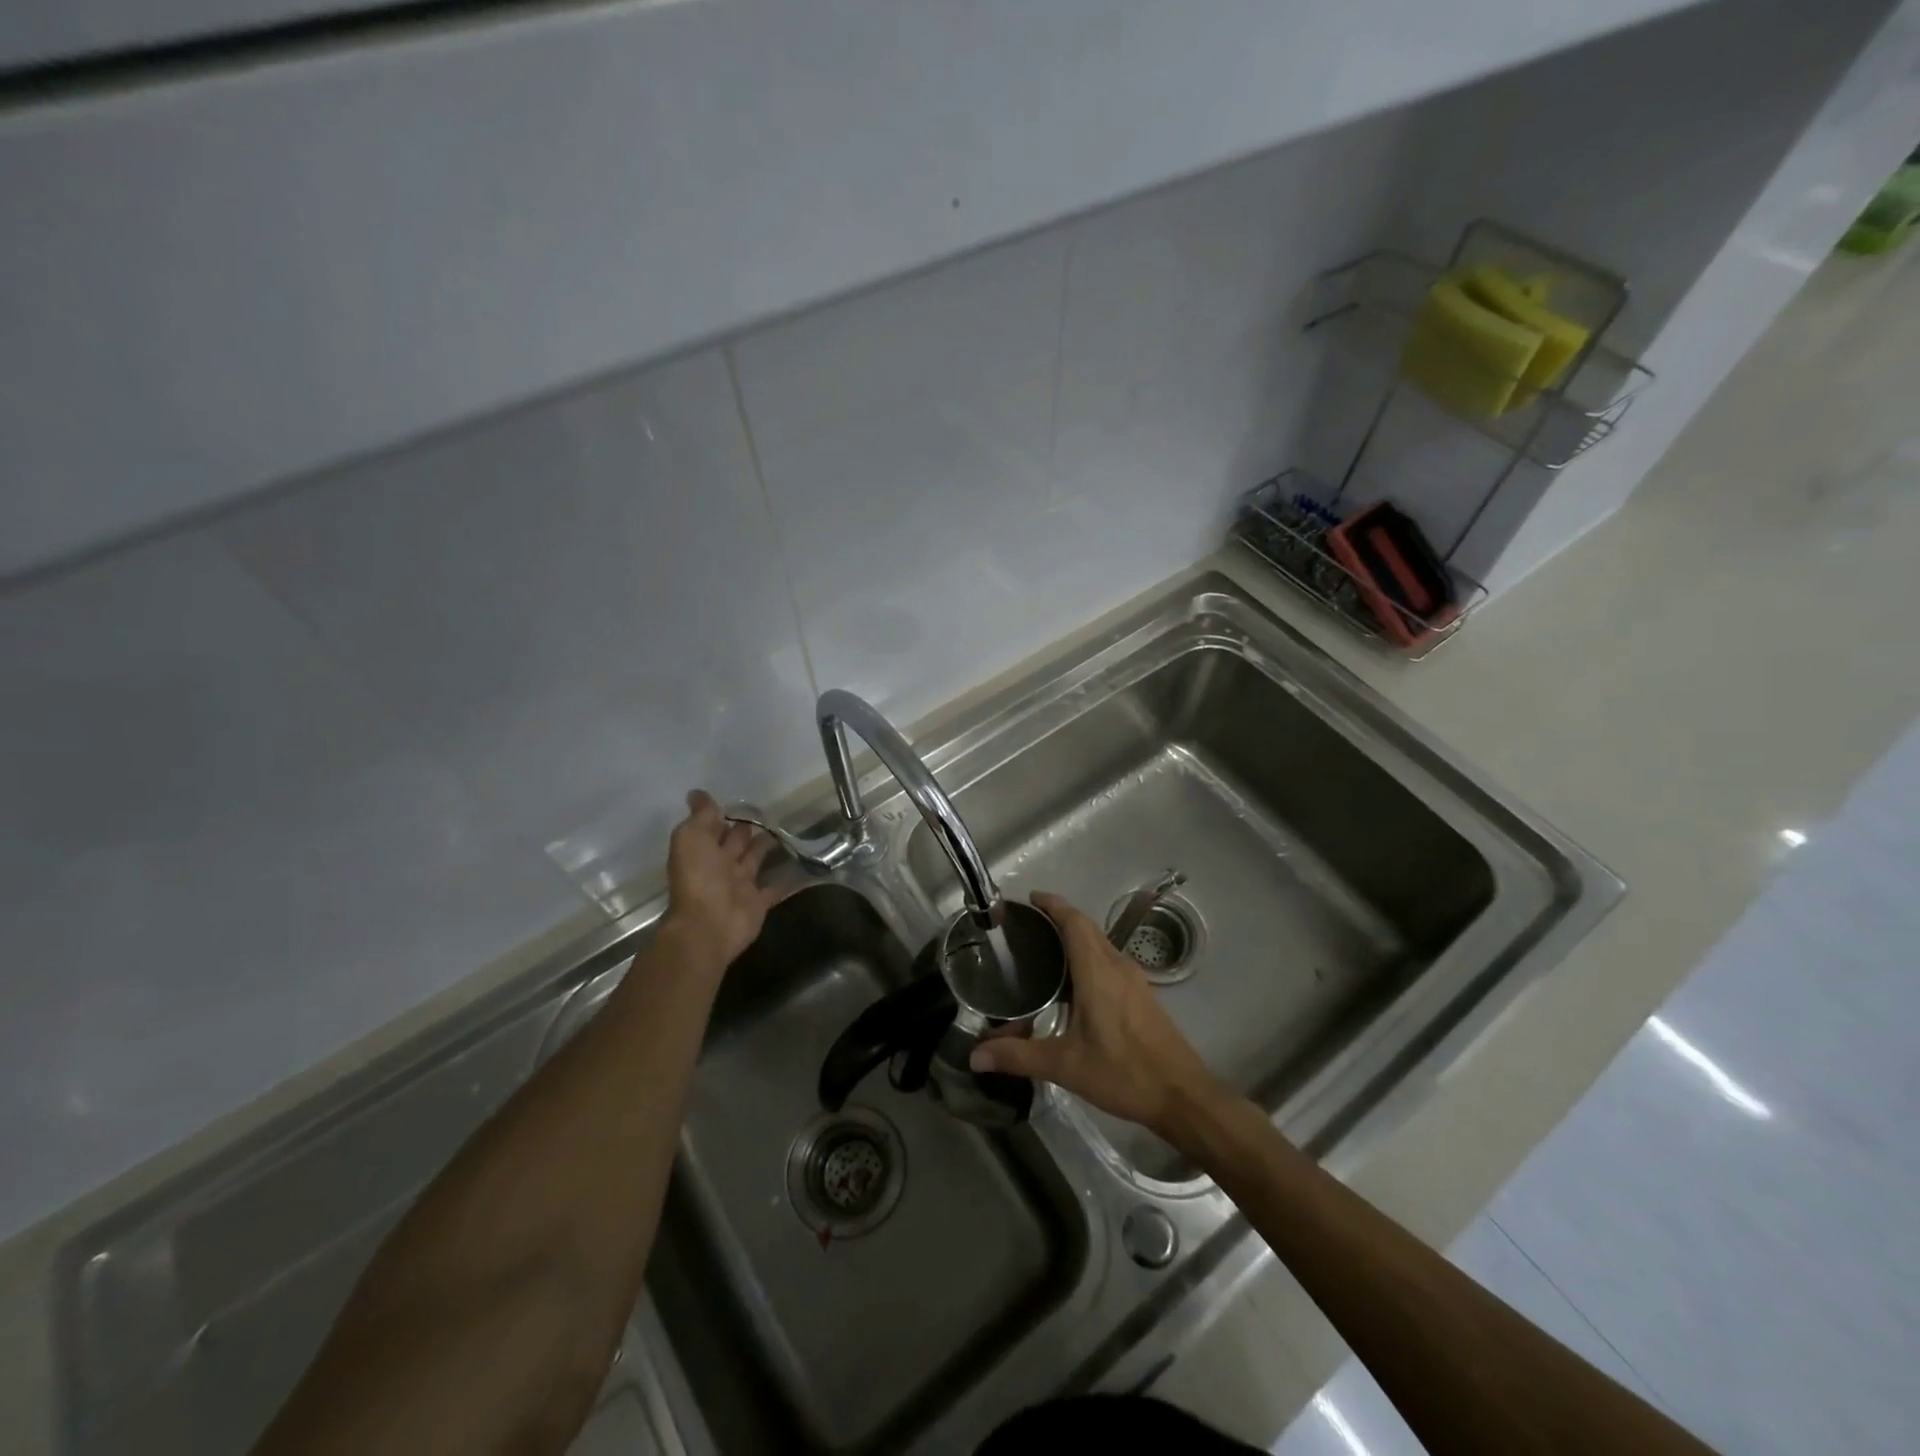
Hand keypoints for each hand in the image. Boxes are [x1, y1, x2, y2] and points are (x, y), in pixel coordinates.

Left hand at [659, 790, 781, 969]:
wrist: (709, 925)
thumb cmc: (699, 877)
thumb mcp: (692, 838)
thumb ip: (700, 816)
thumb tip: (697, 793)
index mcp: (702, 850)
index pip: (715, 827)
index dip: (726, 814)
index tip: (744, 798)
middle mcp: (720, 866)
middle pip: (737, 842)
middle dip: (749, 829)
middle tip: (772, 811)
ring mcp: (740, 885)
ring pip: (756, 861)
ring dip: (768, 848)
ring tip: (788, 830)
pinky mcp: (758, 903)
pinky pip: (775, 887)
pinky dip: (787, 879)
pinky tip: (803, 864)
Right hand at [968, 891, 1227, 1138]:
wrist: (1183, 1096)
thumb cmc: (1124, 1073)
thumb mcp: (1066, 1066)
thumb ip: (1019, 1057)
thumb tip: (975, 1055)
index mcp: (1098, 972)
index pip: (1075, 922)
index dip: (1053, 904)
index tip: (1031, 898)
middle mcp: (1117, 966)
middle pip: (1087, 928)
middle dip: (1059, 919)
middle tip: (1028, 926)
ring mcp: (1134, 980)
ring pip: (1100, 945)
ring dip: (1075, 939)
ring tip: (1044, 951)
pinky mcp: (1142, 996)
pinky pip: (1109, 962)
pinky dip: (1087, 958)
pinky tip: (1072, 985)